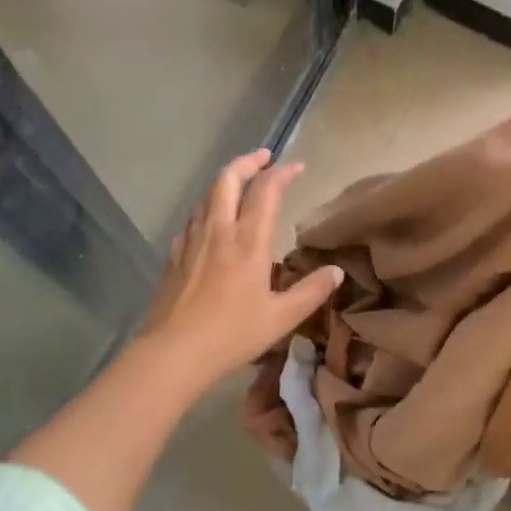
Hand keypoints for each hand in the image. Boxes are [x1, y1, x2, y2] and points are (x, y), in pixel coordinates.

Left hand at [138, 149, 343, 387]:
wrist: (173, 352)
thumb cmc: (232, 334)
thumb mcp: (281, 317)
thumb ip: (311, 291)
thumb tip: (336, 271)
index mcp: (248, 242)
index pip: (266, 192)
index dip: (283, 173)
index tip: (298, 167)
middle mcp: (218, 231)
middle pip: (228, 180)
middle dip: (248, 162)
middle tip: (264, 157)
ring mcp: (192, 242)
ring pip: (206, 196)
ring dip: (225, 182)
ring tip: (239, 183)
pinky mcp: (175, 256)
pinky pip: (192, 220)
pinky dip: (206, 209)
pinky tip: (210, 222)